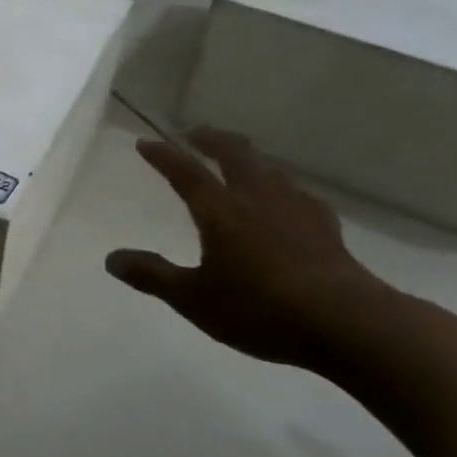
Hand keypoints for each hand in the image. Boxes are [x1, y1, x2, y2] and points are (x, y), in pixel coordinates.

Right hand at [105, 128, 389, 368]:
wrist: (345, 322)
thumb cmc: (258, 308)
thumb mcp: (192, 298)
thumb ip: (152, 275)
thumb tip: (111, 259)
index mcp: (220, 211)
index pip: (185, 173)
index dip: (163, 156)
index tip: (145, 143)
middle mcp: (257, 198)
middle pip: (234, 154)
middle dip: (212, 139)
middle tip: (195, 133)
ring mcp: (296, 209)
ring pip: (268, 169)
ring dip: (248, 158)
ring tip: (239, 162)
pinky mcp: (325, 227)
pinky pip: (298, 194)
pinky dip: (281, 188)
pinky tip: (286, 202)